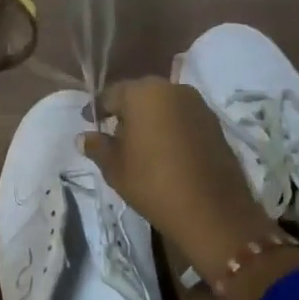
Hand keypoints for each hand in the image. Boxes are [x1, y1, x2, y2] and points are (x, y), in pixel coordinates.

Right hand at [79, 78, 281, 279]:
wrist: (211, 210)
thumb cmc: (153, 183)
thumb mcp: (115, 168)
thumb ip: (98, 147)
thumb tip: (84, 137)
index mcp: (143, 93)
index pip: (112, 94)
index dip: (98, 108)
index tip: (89, 121)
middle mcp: (172, 89)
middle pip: (140, 95)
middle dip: (126, 110)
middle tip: (114, 133)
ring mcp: (198, 104)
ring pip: (164, 105)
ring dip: (150, 119)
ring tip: (140, 144)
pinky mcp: (215, 123)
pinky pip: (183, 118)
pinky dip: (171, 128)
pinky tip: (165, 151)